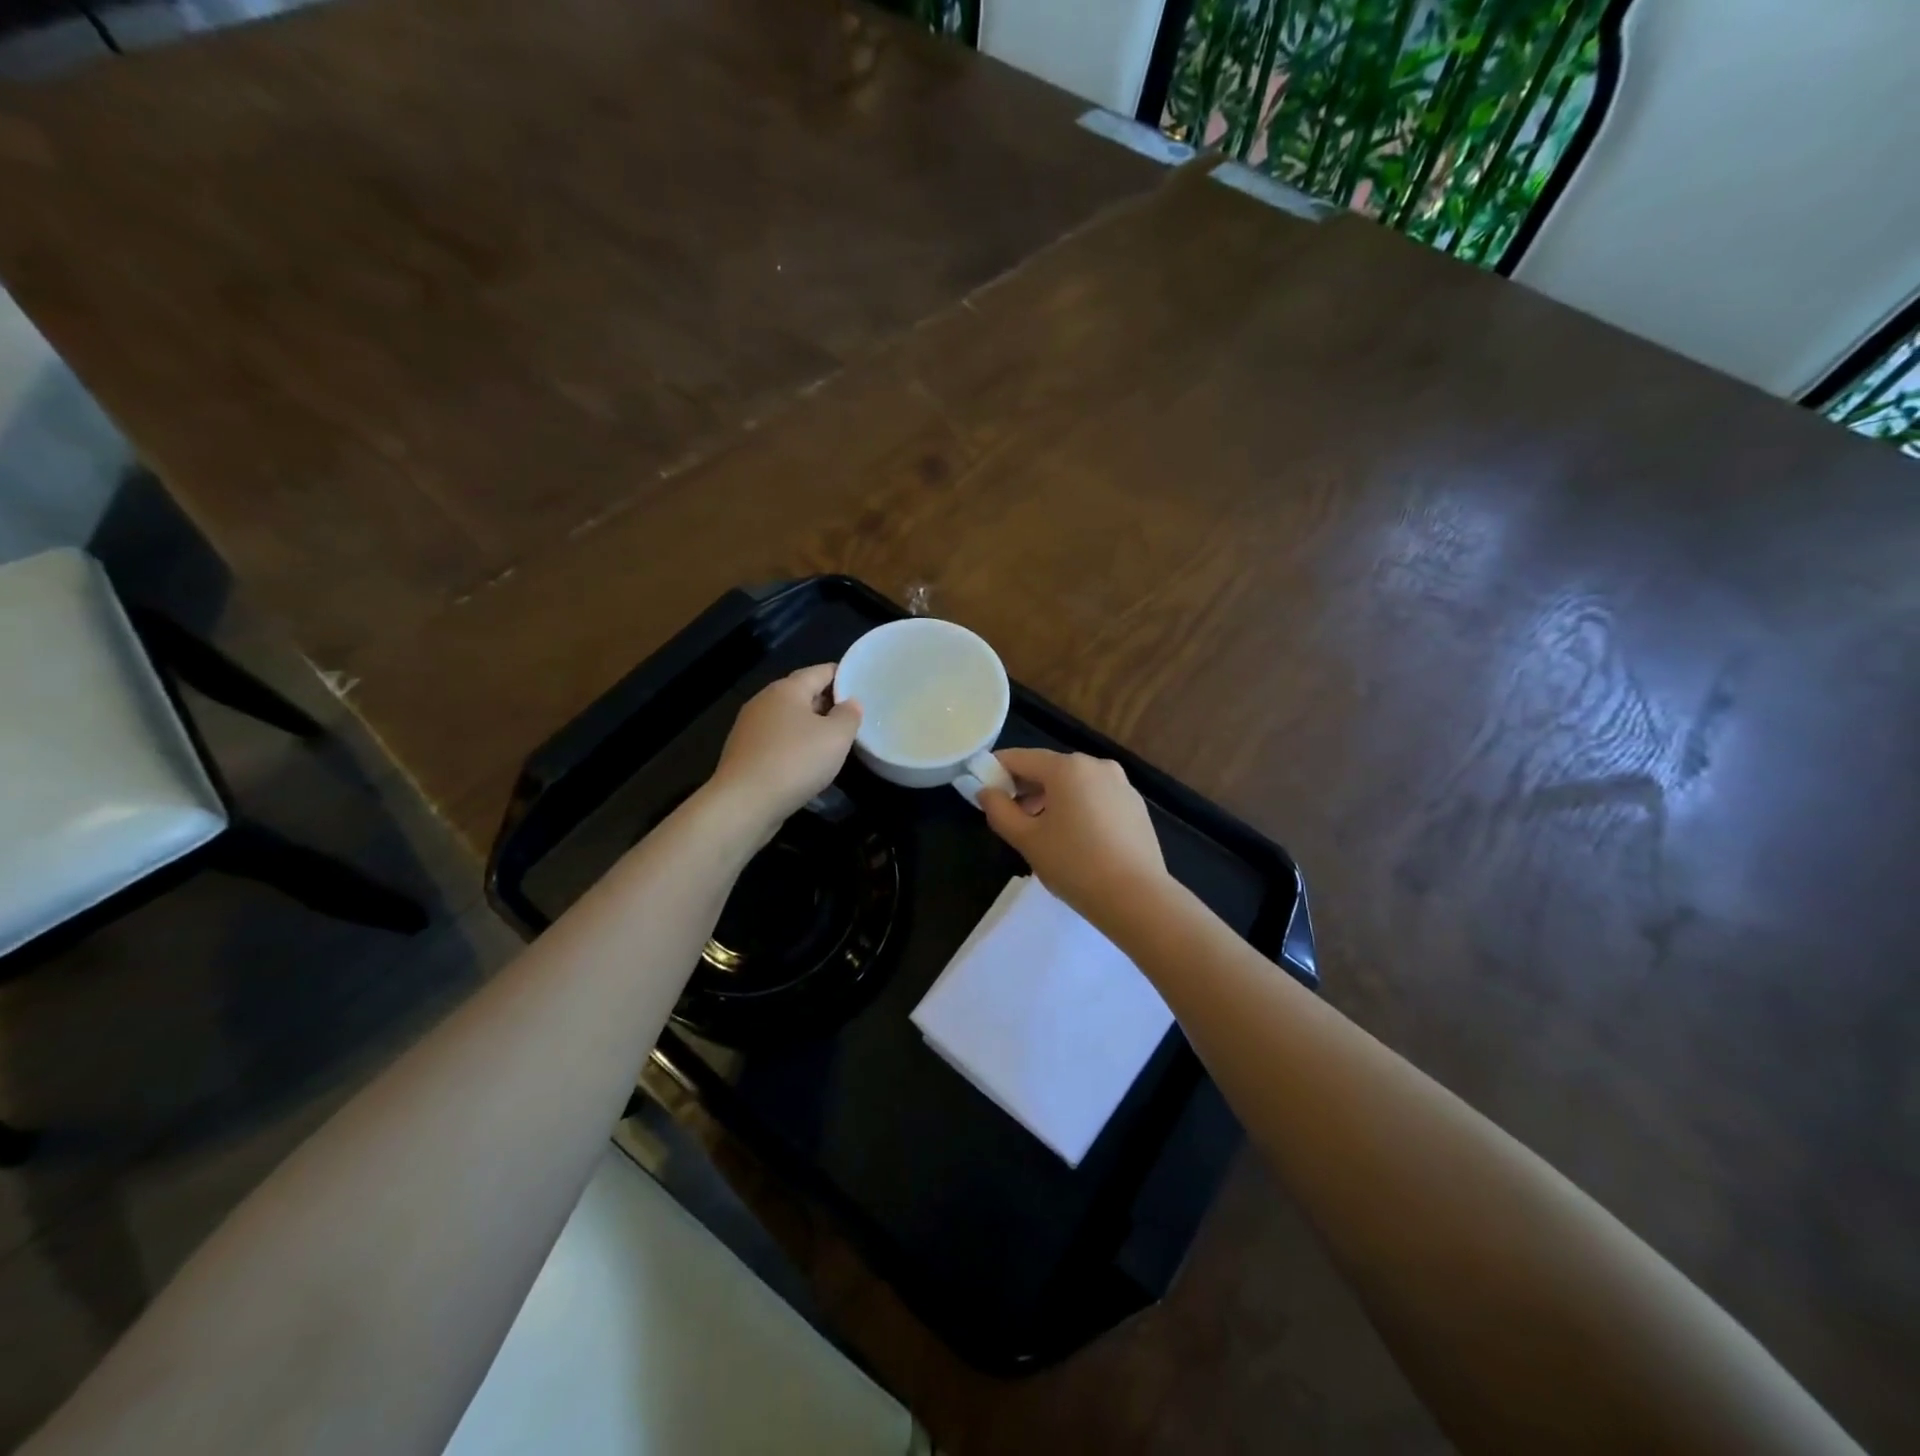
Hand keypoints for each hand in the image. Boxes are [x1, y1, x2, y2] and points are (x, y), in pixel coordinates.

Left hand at [708, 665, 861, 839]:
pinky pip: (777, 740)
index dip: (843, 675)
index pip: (820, 671)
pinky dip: (794, 745)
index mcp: (787, 689)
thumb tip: (850, 703)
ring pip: (788, 719)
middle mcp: (764, 701)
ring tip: (833, 741)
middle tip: (853, 717)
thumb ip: (849, 715)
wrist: (744, 802)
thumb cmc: (795, 761)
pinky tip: (806, 763)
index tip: (862, 686)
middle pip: (802, 693)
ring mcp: (749, 727)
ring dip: (810, 726)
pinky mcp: (744, 753)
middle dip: (827, 702)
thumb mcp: (836, 737)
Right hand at [979, 748, 1169, 927]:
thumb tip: (986, 791)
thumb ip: (999, 811)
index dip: (996, 771)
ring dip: (1052, 800)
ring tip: (1042, 834)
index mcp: (1067, 767)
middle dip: (1026, 788)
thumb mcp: (1027, 840)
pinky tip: (1075, 840)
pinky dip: (1078, 808)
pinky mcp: (1135, 804)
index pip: (1020, 758)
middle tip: (1011, 819)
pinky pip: (1096, 797)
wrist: (1137, 897)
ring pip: (1074, 783)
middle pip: (1049, 768)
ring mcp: (1120, 783)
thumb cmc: (1074, 865)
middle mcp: (1096, 765)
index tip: (983, 793)